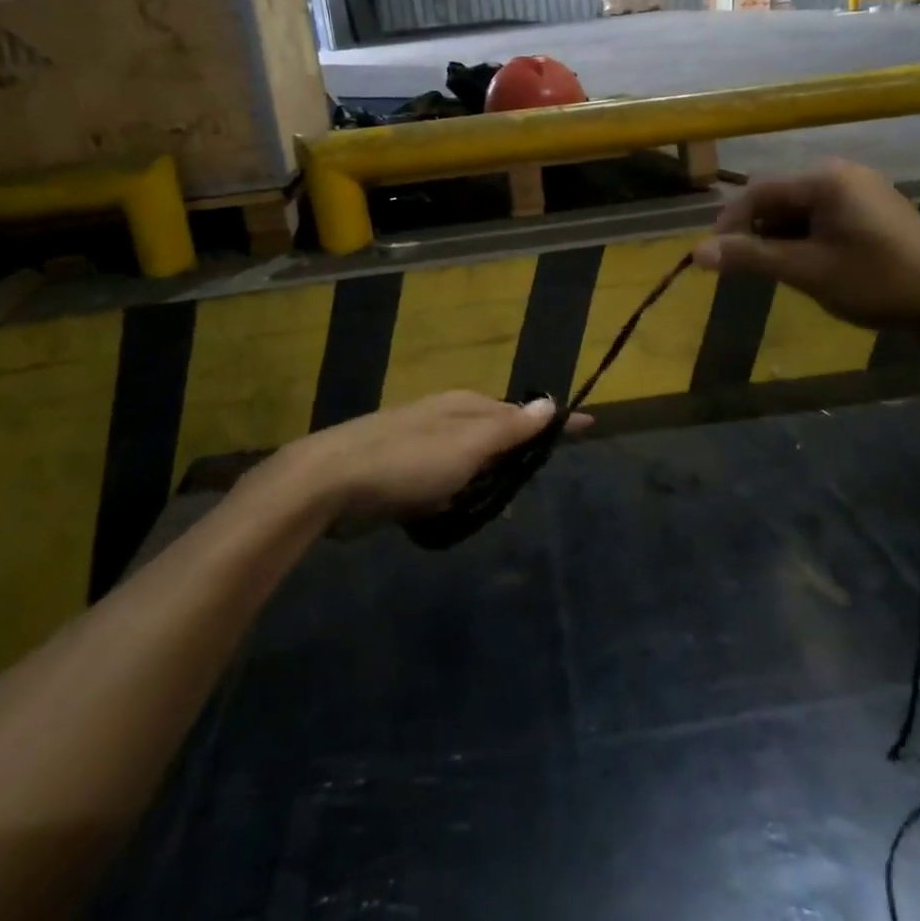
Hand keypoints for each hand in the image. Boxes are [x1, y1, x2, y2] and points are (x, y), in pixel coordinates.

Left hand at [280, 391, 591, 530]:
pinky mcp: (402, 474)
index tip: (588, 425)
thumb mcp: (467, 444)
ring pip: (471, 462)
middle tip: (541, 475)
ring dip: (489, 482)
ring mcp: (422, 445)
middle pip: (497, 434)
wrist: (331, 480)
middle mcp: (447, 419)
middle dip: (520, 453)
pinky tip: (461, 517)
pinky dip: (459, 497)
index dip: (554, 421)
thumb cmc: (409, 460)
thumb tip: (549, 402)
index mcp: (466, 407)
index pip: (523, 412)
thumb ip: (508, 428)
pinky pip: (446, 484)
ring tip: (506, 508)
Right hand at [692, 160, 919, 332]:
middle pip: (779, 198)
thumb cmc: (877, 282)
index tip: (715, 260)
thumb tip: (696, 252)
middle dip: (758, 232)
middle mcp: (842, 173)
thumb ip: (751, 257)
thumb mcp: (807, 271)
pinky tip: (816, 267)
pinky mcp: (878, 208)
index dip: (729, 225)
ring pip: (802, 209)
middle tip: (750, 270)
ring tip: (784, 273)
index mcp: (824, 179)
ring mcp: (864, 189)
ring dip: (783, 238)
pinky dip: (809, 238)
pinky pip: (827, 216)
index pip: (757, 192)